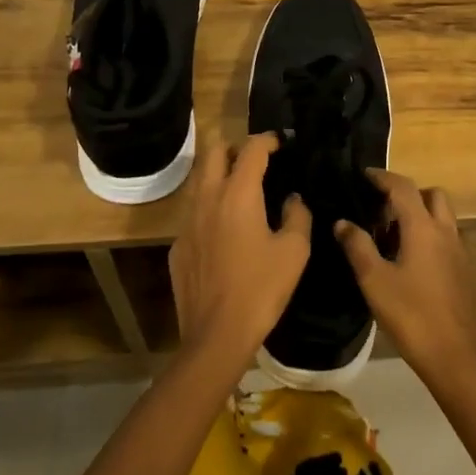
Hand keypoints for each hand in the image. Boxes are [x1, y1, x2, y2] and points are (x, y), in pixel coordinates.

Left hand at [169, 132, 311, 373]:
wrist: (216, 335)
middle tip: (256, 161)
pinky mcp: (178, 246)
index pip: (251, 149)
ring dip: (219, 176)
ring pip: (199, 181)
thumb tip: (292, 198)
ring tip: (241, 192)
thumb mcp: (294, 251)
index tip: (281, 142)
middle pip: (214, 153)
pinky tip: (225, 232)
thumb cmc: (261, 288)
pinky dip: (210, 208)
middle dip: (235, 148)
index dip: (267, 140)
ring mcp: (187, 222)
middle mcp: (207, 198)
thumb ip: (297, 215)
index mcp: (238, 194)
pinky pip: (193, 213)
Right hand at [335, 170, 475, 398]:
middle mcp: (447, 232)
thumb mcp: (375, 281)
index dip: (383, 177)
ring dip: (421, 215)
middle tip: (382, 209)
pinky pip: (448, 240)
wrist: (457, 359)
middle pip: (432, 195)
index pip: (403, 187)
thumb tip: (342, 221)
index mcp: (423, 228)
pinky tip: (413, 263)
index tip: (364, 175)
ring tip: (393, 236)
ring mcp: (461, 253)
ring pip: (443, 218)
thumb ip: (358, 247)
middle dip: (408, 193)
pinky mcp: (466, 273)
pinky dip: (431, 237)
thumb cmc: (412, 316)